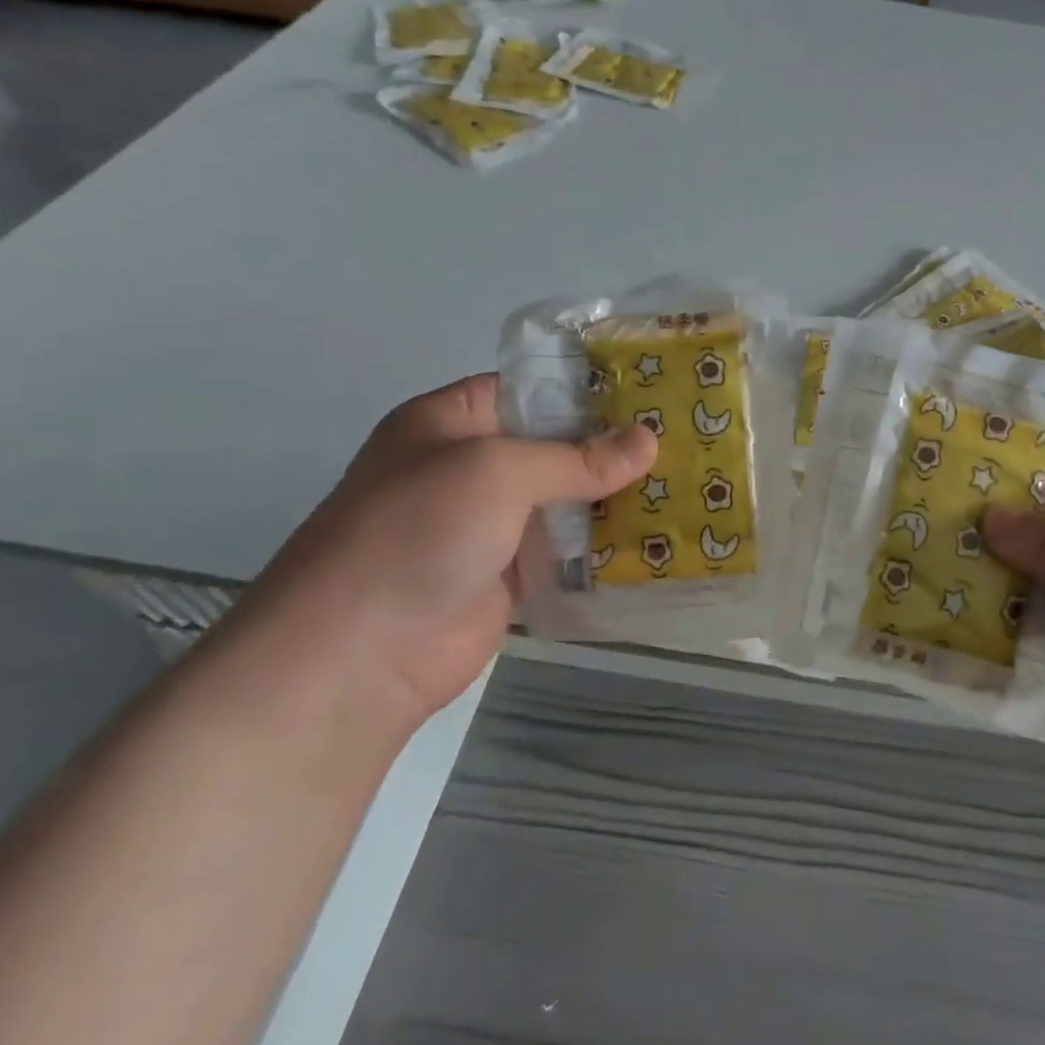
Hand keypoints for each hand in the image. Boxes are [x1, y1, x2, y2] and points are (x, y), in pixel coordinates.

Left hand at [230, 374, 656, 734]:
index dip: (587, 388)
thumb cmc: (417, 534)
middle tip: (682, 437)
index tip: (653, 391)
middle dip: (613, 445)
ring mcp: (491, 524)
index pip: (529, 388)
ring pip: (567, 498)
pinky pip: (567, 549)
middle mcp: (471, 467)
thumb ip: (576, 457)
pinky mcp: (510, 574)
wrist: (359, 657)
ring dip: (616, 496)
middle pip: (555, 445)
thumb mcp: (496, 472)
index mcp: (451, 422)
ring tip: (686, 482)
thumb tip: (650, 440)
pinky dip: (604, 544)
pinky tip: (657, 535)